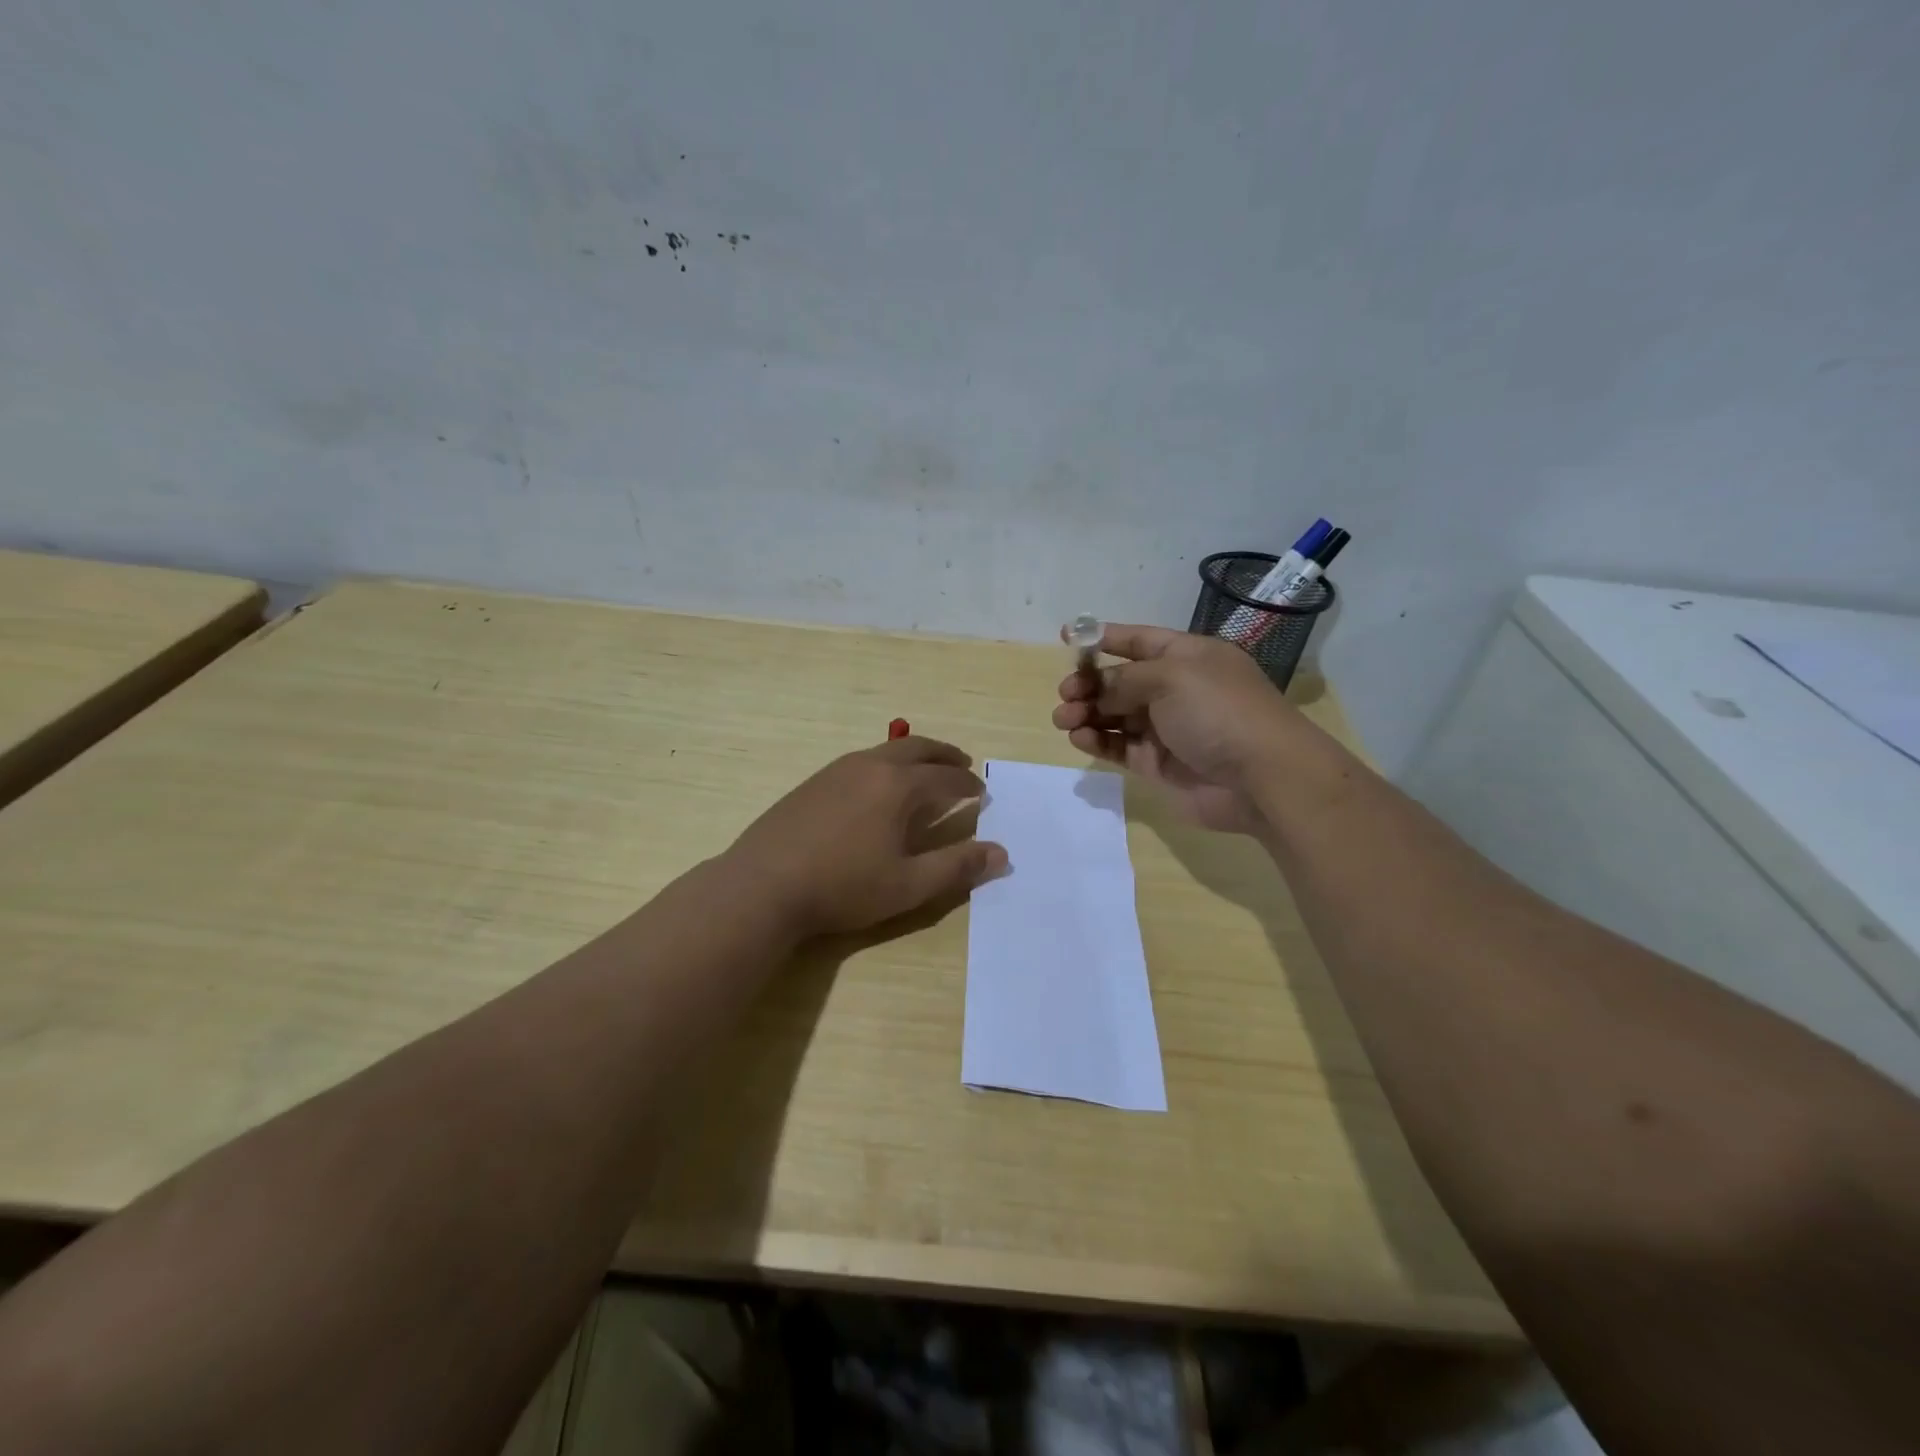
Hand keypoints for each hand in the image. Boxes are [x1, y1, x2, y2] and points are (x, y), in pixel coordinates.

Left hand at [726, 736, 1006, 938]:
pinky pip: (861, 760)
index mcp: (898, 786)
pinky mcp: (813, 782)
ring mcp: (837, 770)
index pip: (946, 778)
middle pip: (917, 748)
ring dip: (913, 756)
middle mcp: (870, 766)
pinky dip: (885, 765)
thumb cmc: (843, 887)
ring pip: (886, 750)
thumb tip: (1001, 853)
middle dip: (944, 755)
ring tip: (924, 772)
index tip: (982, 793)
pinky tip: (878, 788)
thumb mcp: (908, 885)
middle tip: (962, 764)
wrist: (763, 885)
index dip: (968, 786)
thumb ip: (957, 867)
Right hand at [1051, 623, 1302, 833]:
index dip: (1104, 637)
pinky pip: (1119, 746)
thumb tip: (1099, 691)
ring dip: (1086, 713)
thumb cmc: (1218, 711)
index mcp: (1188, 657)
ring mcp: (1166, 728)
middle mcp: (1176, 689)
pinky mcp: (1157, 763)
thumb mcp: (1170, 677)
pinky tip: (1079, 737)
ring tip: (1064, 719)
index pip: (1139, 640)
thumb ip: (1125, 679)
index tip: (1065, 637)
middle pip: (1121, 680)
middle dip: (1089, 683)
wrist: (1260, 778)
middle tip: (1066, 694)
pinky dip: (1097, 740)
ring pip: (1115, 715)